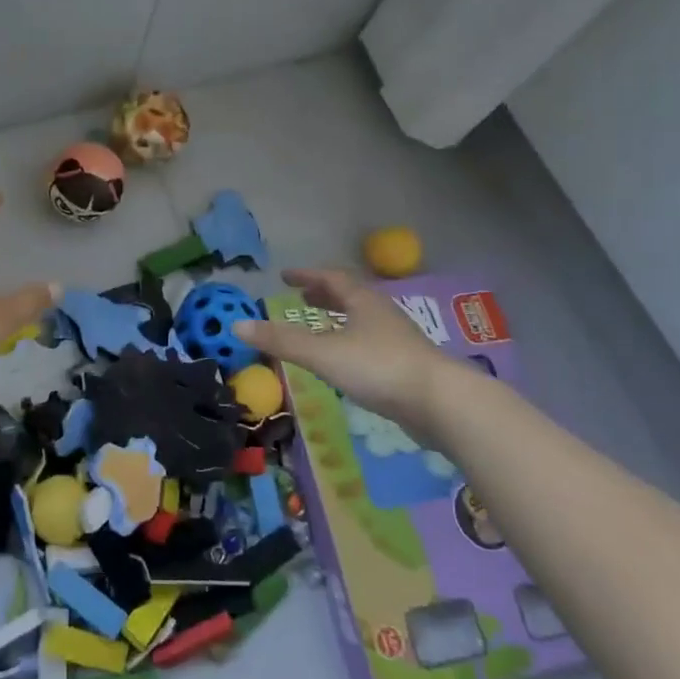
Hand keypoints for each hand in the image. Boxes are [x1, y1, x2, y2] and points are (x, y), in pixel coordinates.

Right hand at [232, 267, 469, 439]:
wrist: (442, 403)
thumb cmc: (379, 367)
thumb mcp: (323, 353)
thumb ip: (281, 341)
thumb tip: (237, 325)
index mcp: (362, 301)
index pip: (331, 277)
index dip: (307, 275)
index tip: (285, 275)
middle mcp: (381, 313)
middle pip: (349, 296)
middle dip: (323, 295)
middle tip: (301, 297)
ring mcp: (397, 340)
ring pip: (362, 320)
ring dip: (338, 318)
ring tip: (319, 326)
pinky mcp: (407, 366)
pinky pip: (371, 343)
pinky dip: (351, 342)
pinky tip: (346, 361)